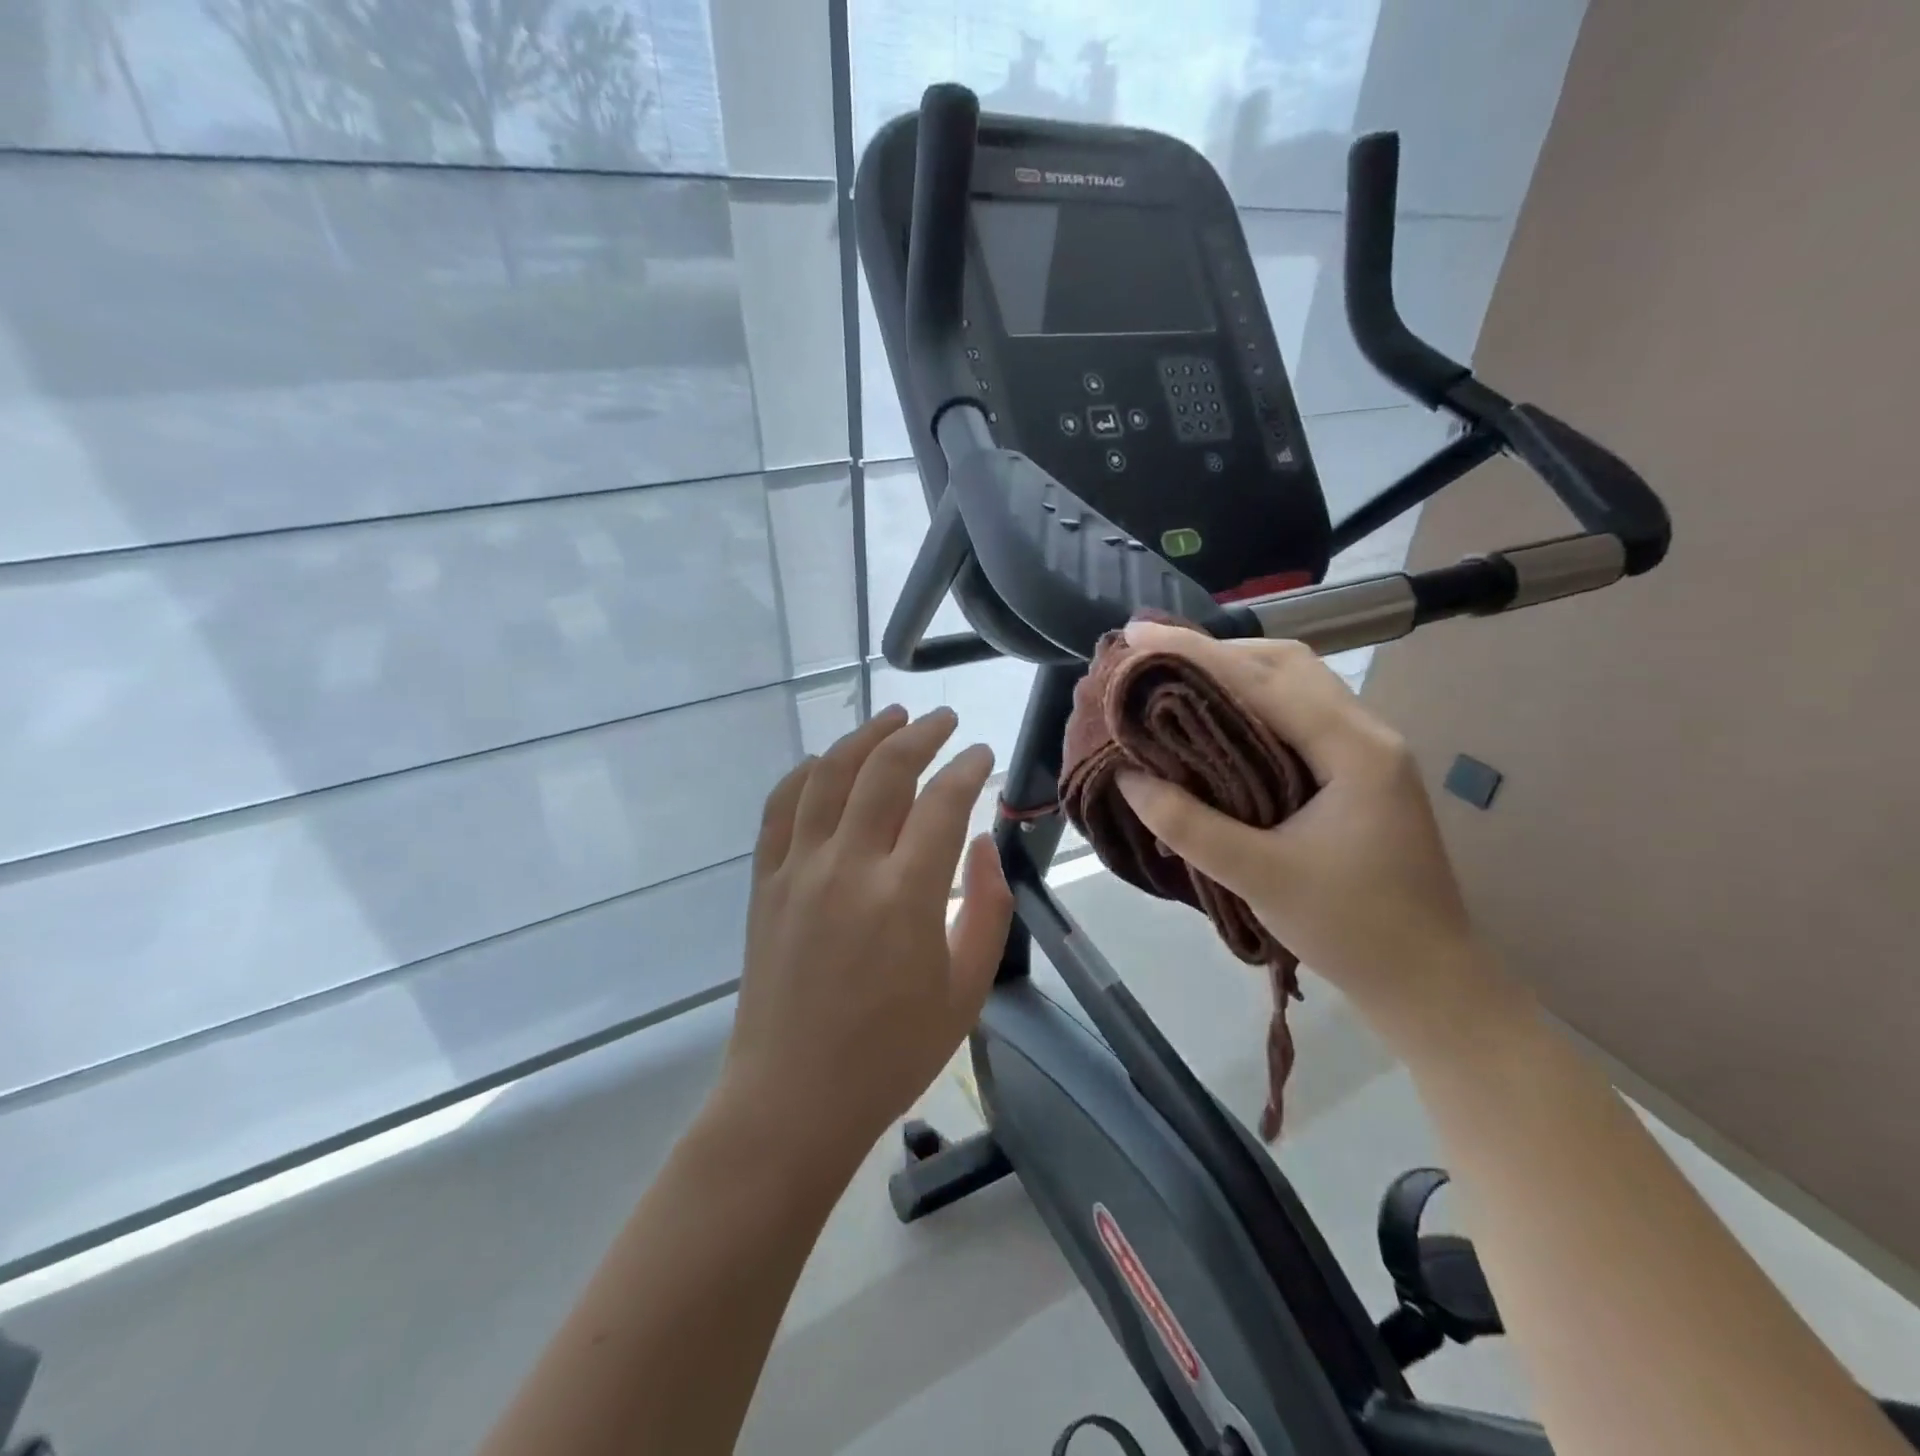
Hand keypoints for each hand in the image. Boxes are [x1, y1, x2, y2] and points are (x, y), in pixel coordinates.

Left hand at [722, 706, 1013, 1164]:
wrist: (793, 1099)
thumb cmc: (891, 1054)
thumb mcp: (965, 991)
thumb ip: (986, 908)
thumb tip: (979, 843)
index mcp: (906, 897)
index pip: (942, 802)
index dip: (967, 768)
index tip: (982, 753)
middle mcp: (849, 867)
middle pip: (884, 771)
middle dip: (920, 734)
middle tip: (944, 720)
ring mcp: (798, 870)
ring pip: (829, 775)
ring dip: (863, 737)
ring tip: (891, 716)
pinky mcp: (765, 882)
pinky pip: (781, 807)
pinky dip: (806, 772)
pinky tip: (826, 761)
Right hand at [1114, 621, 1488, 1027]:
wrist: (1430, 982)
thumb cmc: (1352, 930)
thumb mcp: (1261, 878)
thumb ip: (1190, 825)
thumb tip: (1129, 778)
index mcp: (1353, 750)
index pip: (1263, 680)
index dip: (1195, 652)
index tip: (1137, 634)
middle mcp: (1367, 734)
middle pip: (1287, 664)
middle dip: (1216, 651)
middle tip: (1152, 657)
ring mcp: (1368, 751)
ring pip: (1296, 685)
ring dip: (1236, 673)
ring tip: (1175, 680)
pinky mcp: (1359, 772)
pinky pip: (1300, 715)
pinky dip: (1252, 703)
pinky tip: (1218, 720)